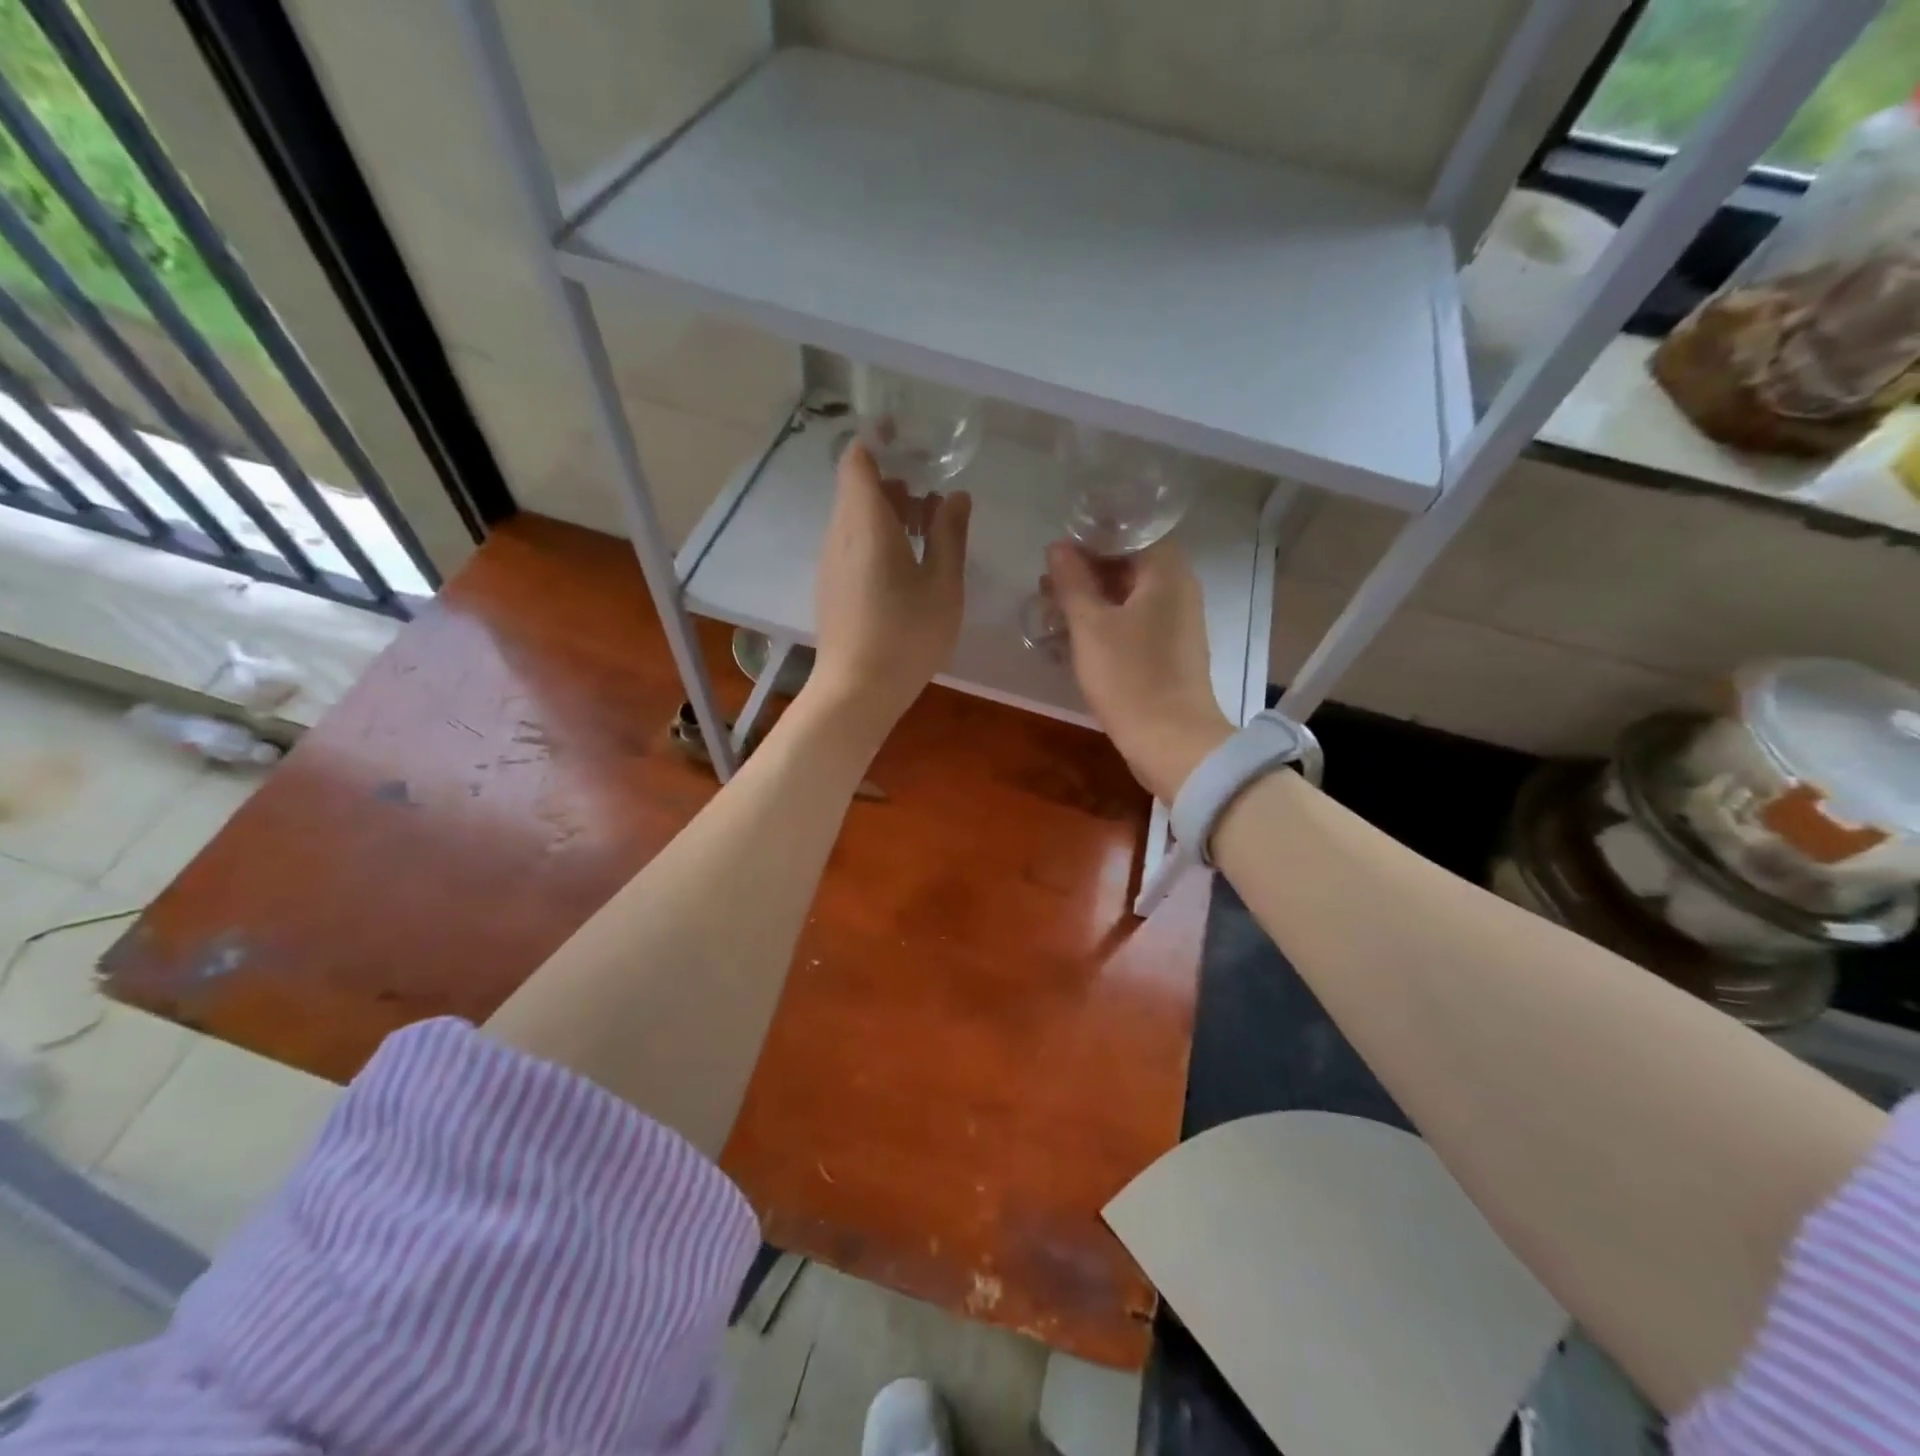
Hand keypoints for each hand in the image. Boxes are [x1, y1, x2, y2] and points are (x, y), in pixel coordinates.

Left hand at [810, 440, 970, 728]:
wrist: (856, 690)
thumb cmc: (906, 635)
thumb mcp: (942, 584)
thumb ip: (949, 534)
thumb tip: (956, 496)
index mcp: (865, 522)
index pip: (857, 459)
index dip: (879, 440)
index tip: (909, 437)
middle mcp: (839, 534)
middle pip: (858, 488)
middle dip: (895, 481)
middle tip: (935, 495)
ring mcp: (831, 562)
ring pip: (855, 518)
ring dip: (889, 512)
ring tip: (929, 530)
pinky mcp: (831, 586)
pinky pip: (852, 543)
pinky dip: (878, 537)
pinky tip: (908, 564)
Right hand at [1047, 540, 1232, 801]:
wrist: (1171, 742)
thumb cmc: (1130, 677)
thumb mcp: (1090, 626)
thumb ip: (1073, 582)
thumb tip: (1058, 548)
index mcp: (1166, 572)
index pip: (1130, 532)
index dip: (1091, 537)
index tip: (1056, 552)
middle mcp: (1178, 589)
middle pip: (1129, 564)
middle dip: (1086, 570)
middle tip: (1047, 584)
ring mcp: (1177, 622)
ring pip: (1129, 596)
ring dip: (1092, 599)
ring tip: (1052, 610)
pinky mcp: (1170, 651)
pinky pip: (1135, 622)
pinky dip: (1106, 622)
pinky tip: (1076, 636)